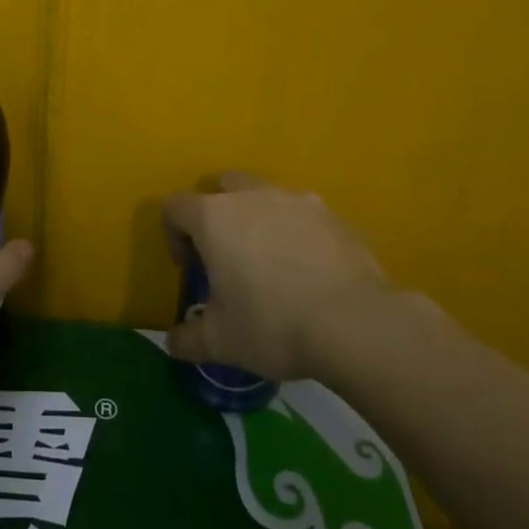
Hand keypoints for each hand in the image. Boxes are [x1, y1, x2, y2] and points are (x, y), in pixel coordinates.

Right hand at [162, 172, 441, 381]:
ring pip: (266, 196)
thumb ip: (188, 338)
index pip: (176, 206)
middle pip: (223, 186)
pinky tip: (308, 273)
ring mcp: (298, 201)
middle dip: (217, 213)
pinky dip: (296, 234)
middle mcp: (253, 196)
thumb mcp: (220, 341)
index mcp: (214, 217)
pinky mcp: (335, 216)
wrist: (355, 324)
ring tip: (270, 264)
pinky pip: (304, 216)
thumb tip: (174, 342)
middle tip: (225, 255)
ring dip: (258, 220)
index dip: (173, 234)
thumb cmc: (271, 324)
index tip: (188, 268)